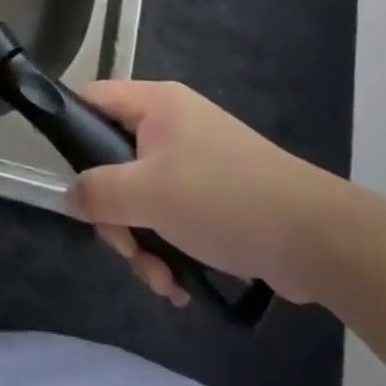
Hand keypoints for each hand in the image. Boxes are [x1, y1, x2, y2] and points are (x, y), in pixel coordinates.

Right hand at [64, 80, 355, 306]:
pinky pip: (173, 214)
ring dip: (143, 242)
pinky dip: (169, 248)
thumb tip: (68, 196)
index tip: (73, 184)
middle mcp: (172, 123)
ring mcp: (196, 159)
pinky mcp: (216, 194)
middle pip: (114, 160)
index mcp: (155, 104)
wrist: (316, 238)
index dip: (72, 135)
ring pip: (142, 195)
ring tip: (161, 281)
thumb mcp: (149, 195)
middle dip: (117, 214)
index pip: (92, 100)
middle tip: (127, 249)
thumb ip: (98, 192)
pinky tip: (180, 285)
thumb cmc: (223, 199)